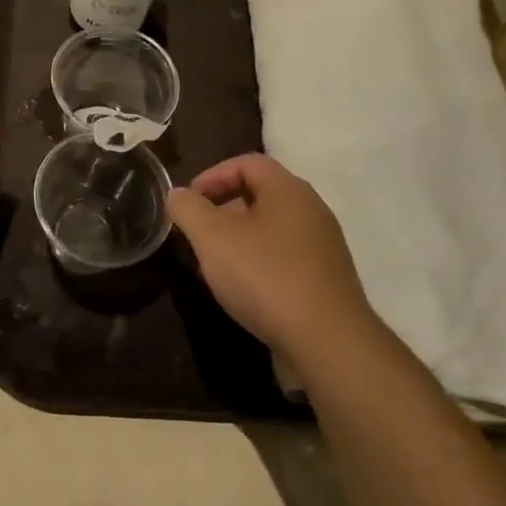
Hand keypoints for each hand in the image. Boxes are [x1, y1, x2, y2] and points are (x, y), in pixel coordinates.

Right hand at [167, 154, 375, 358]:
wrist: (328, 342)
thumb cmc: (266, 277)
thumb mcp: (213, 239)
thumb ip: (189, 209)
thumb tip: (177, 194)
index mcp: (288, 189)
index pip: (247, 163)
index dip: (212, 176)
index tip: (189, 202)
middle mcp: (312, 209)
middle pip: (261, 193)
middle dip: (223, 208)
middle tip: (198, 233)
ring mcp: (324, 245)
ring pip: (273, 227)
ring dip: (240, 237)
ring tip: (216, 263)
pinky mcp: (327, 278)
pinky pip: (286, 255)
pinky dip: (260, 261)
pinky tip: (245, 289)